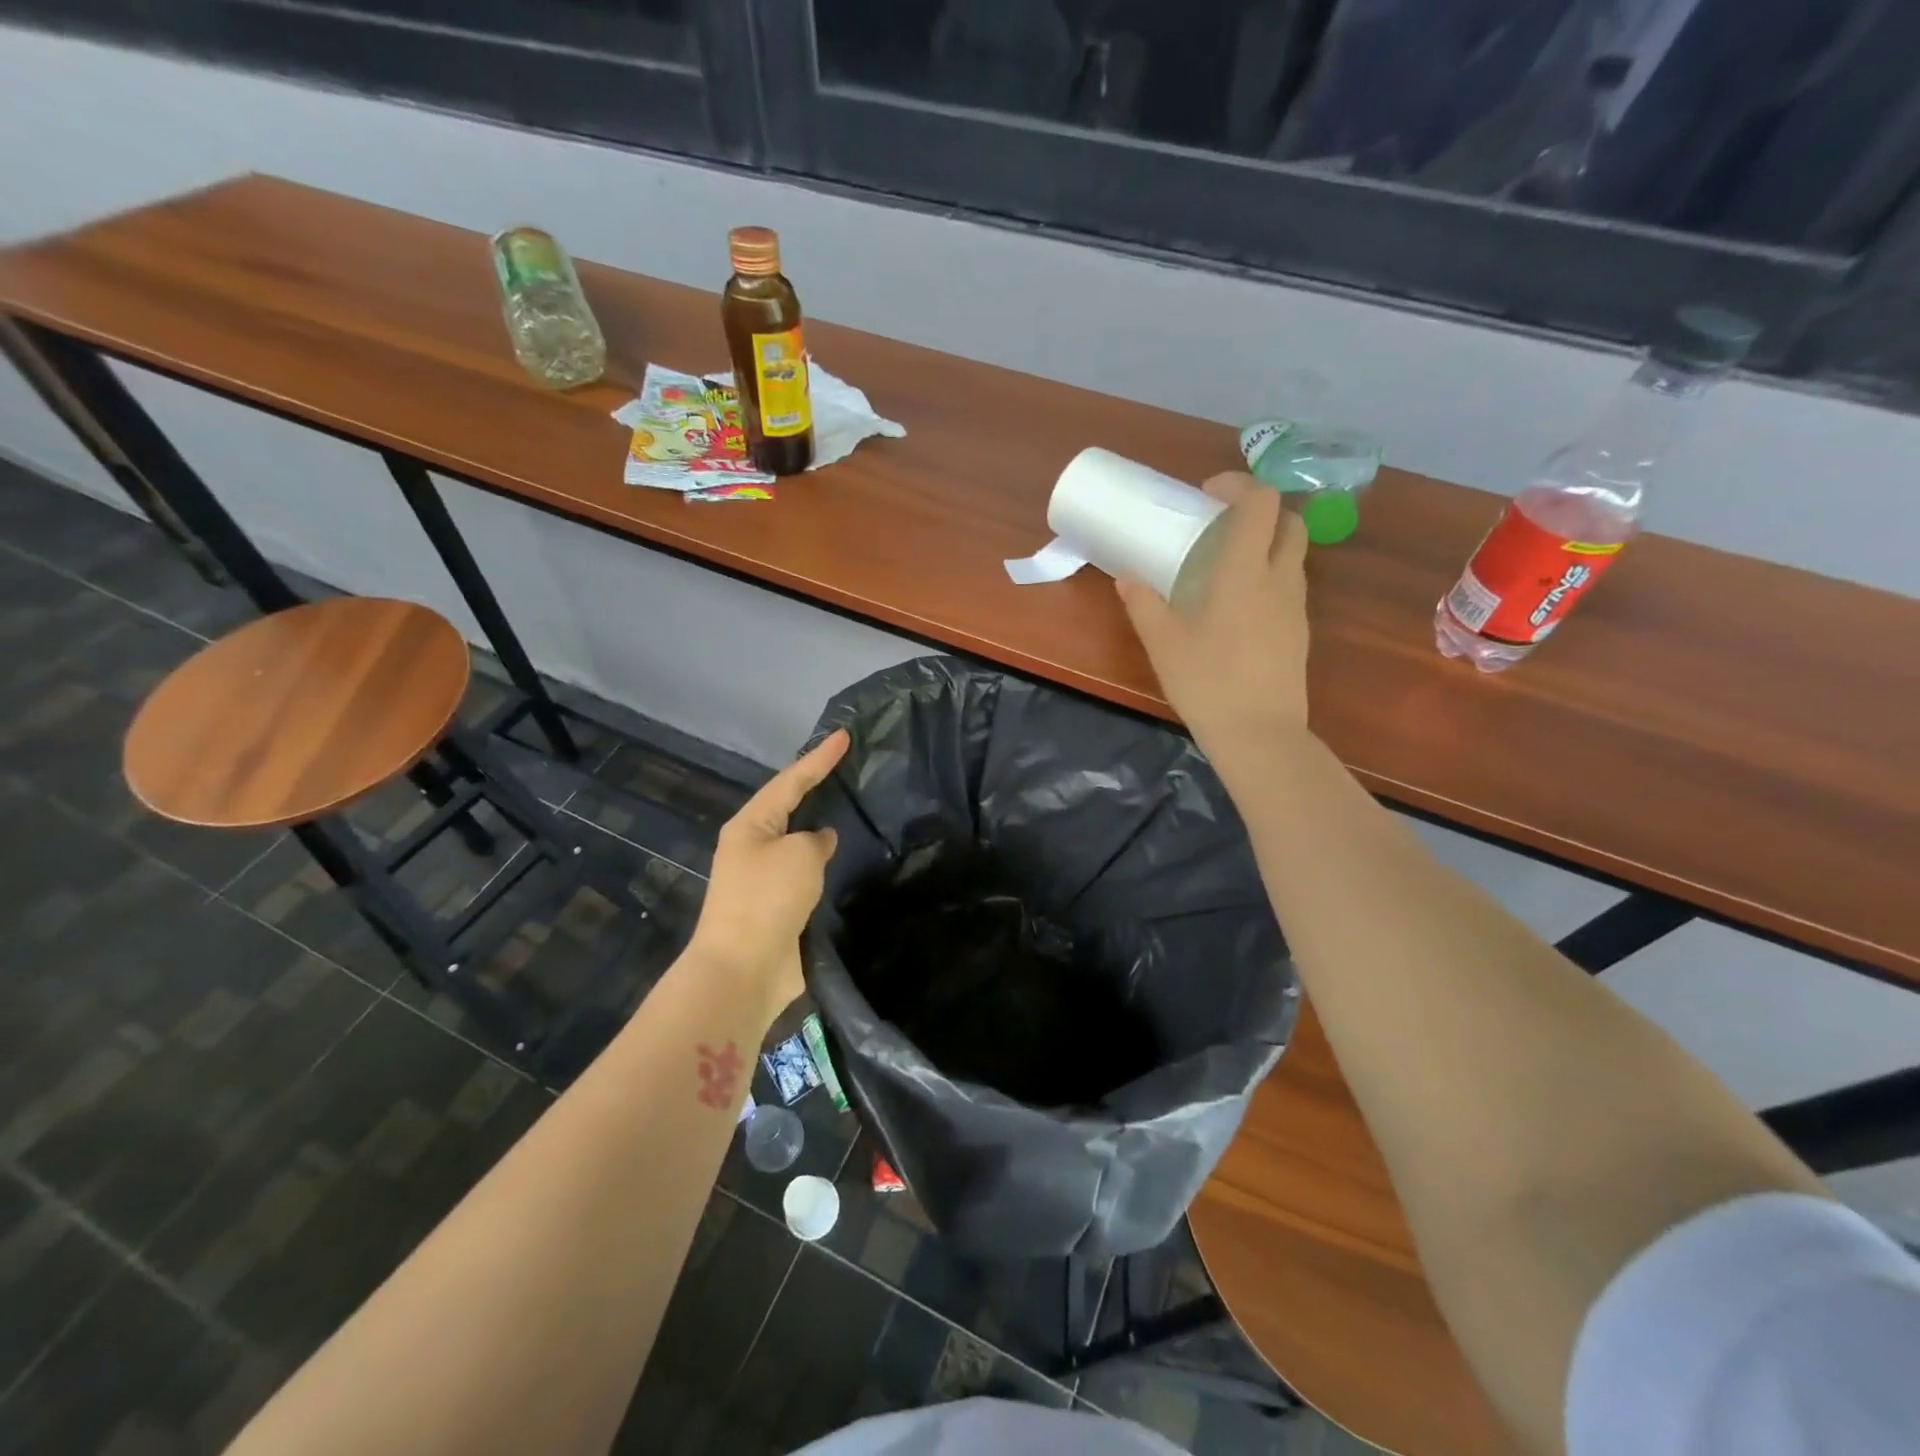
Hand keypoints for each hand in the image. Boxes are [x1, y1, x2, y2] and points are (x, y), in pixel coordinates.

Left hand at [687, 729, 847, 1017]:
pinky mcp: (775, 907)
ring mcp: (762, 878)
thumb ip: (816, 840)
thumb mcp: (799, 855)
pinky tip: (845, 859)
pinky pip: (804, 873)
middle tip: (847, 767)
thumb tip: (820, 841)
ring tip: (851, 808)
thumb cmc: (767, 900)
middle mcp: (753, 846)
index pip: (791, 780)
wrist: (742, 970)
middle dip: (816, 786)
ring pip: (797, 841)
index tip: (845, 735)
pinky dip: (823, 863)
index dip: (820, 757)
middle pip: (789, 806)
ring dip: (820, 827)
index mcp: (750, 824)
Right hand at [1117, 473, 1309, 765]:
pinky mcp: (1299, 632)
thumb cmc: (1207, 683)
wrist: (1259, 735)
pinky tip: (1238, 605)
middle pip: (1289, 522)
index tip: (1208, 494)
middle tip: (1222, 525)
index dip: (1239, 485)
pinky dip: (1269, 576)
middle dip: (1259, 511)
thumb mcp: (1164, 644)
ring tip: (1226, 565)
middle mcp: (1279, 579)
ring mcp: (1296, 607)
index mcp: (1245, 572)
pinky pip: (1289, 585)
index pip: (1261, 503)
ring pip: (1293, 554)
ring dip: (1266, 544)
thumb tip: (1126, 578)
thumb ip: (1144, 605)